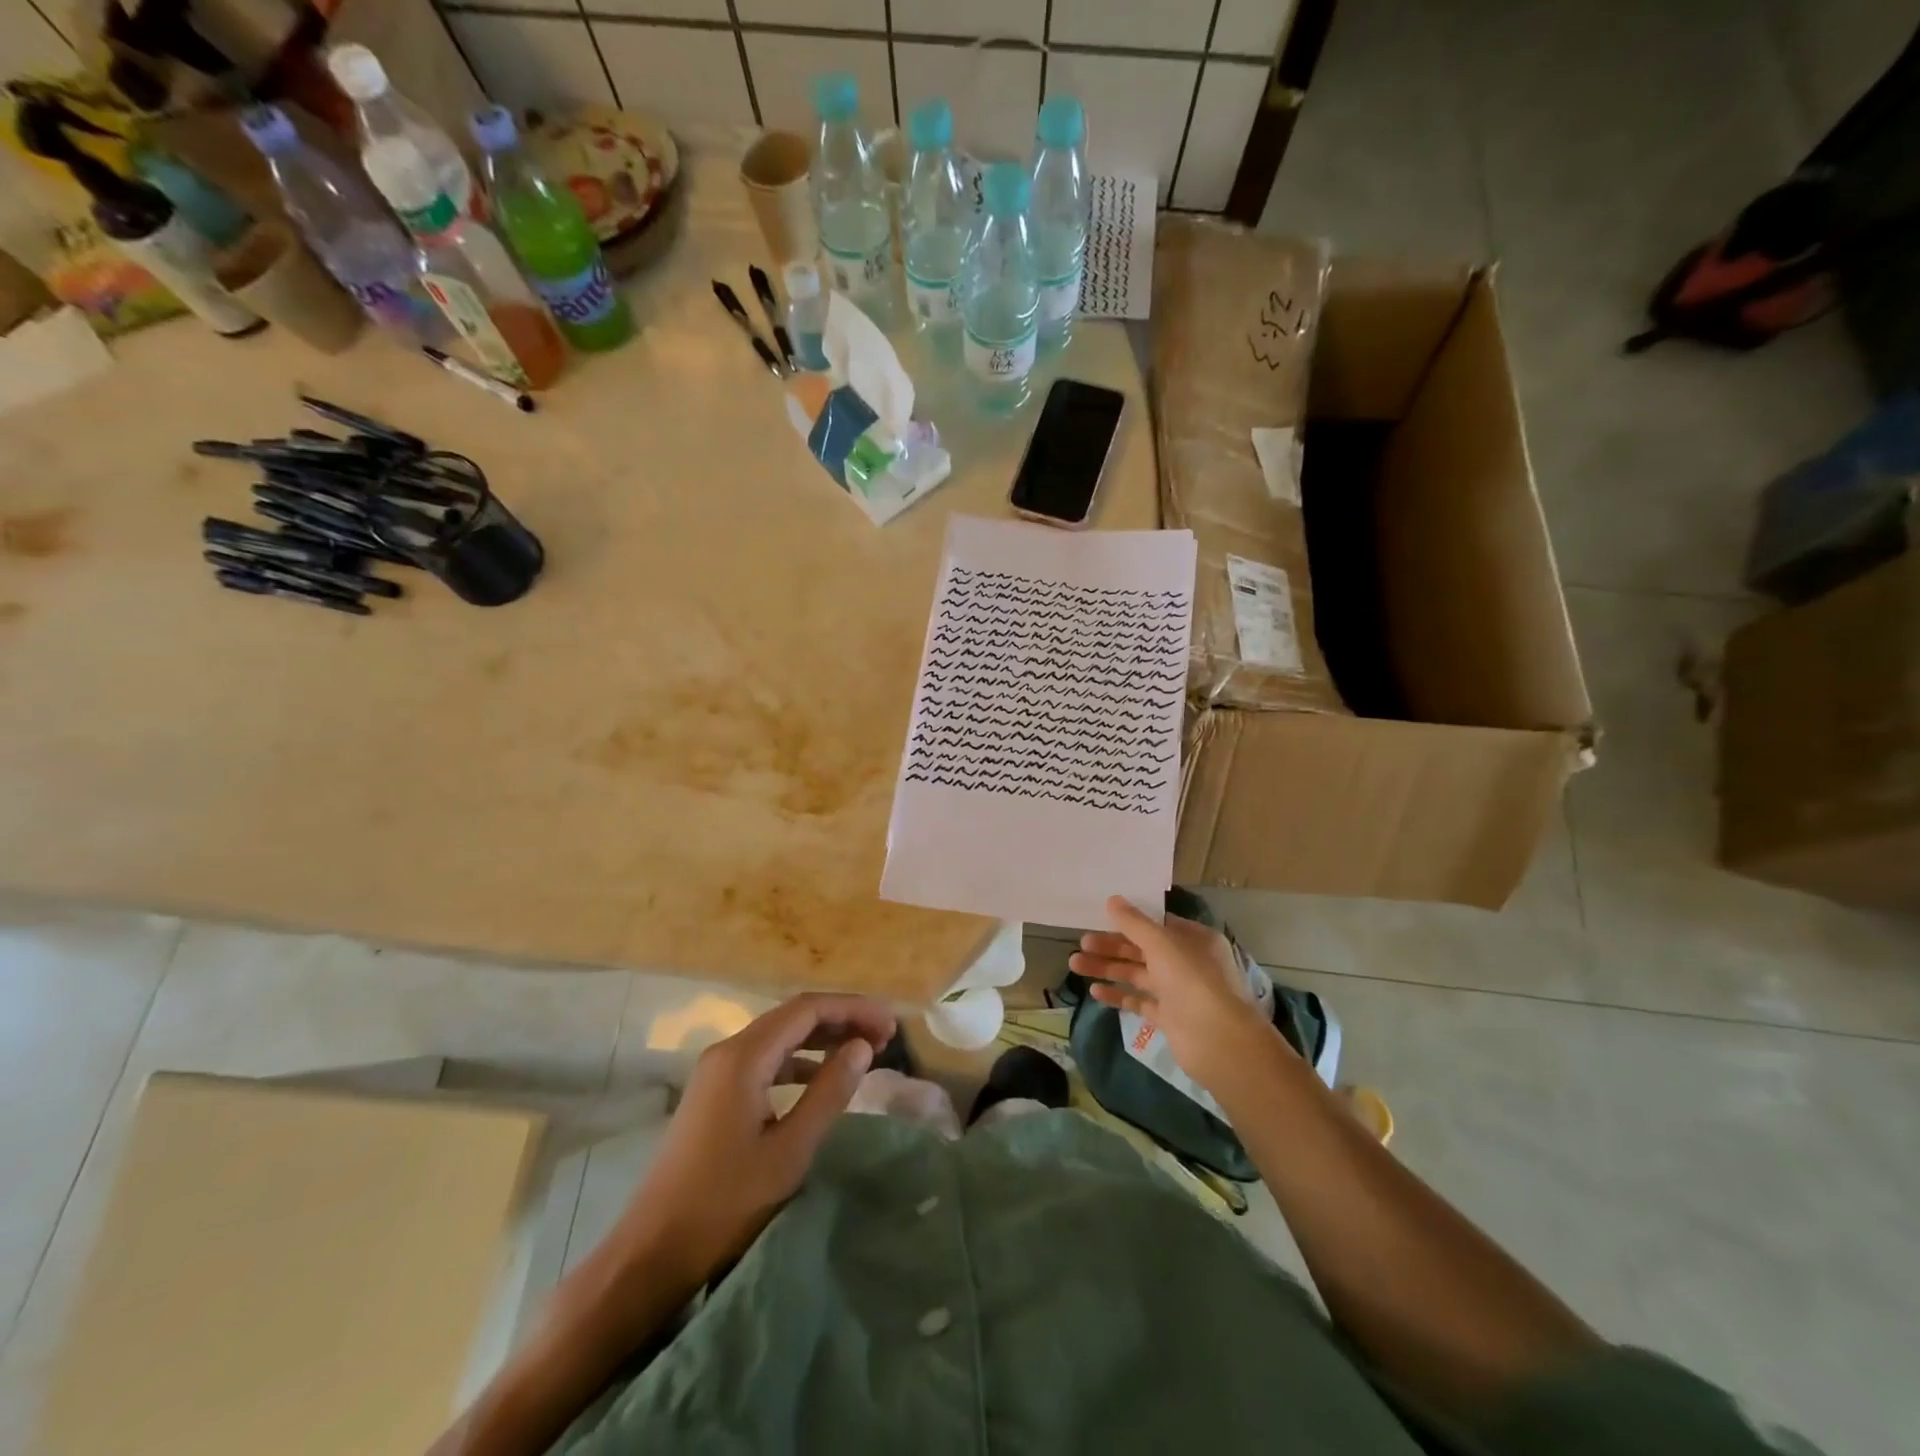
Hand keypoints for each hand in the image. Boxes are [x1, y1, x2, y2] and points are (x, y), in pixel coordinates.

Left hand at [609, 993, 894, 1301]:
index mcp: (743, 1056)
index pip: (807, 1009)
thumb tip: (862, 1047)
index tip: (890, 1025)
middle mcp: (728, 1051)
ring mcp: (716, 1071)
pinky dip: (799, 1060)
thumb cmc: (725, 1203)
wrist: (651, 1253)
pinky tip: (821, 1077)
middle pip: (793, 1016)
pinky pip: (765, 1059)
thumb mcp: (790, 1150)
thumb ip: (829, 1092)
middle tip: (884, 1037)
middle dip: (841, 1019)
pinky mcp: (714, 1093)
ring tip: (863, 1052)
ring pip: (779, 1036)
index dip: (853, 1009)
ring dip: (822, 1038)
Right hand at [1069, 896, 1274, 1098]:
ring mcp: (1178, 992)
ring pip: (1137, 974)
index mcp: (1193, 939)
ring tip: (1076, 965)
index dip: (1129, 921)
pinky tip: (1095, 991)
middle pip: (1142, 949)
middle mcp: (1187, 962)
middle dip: (1111, 946)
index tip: (1100, 918)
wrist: (1219, 1041)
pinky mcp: (1169, 1018)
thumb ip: (1134, 923)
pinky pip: (1139, 1001)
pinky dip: (1118, 995)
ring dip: (1108, 968)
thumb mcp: (1161, 943)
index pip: (1157, 924)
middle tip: (1081, 944)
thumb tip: (1112, 899)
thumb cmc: (1193, 980)